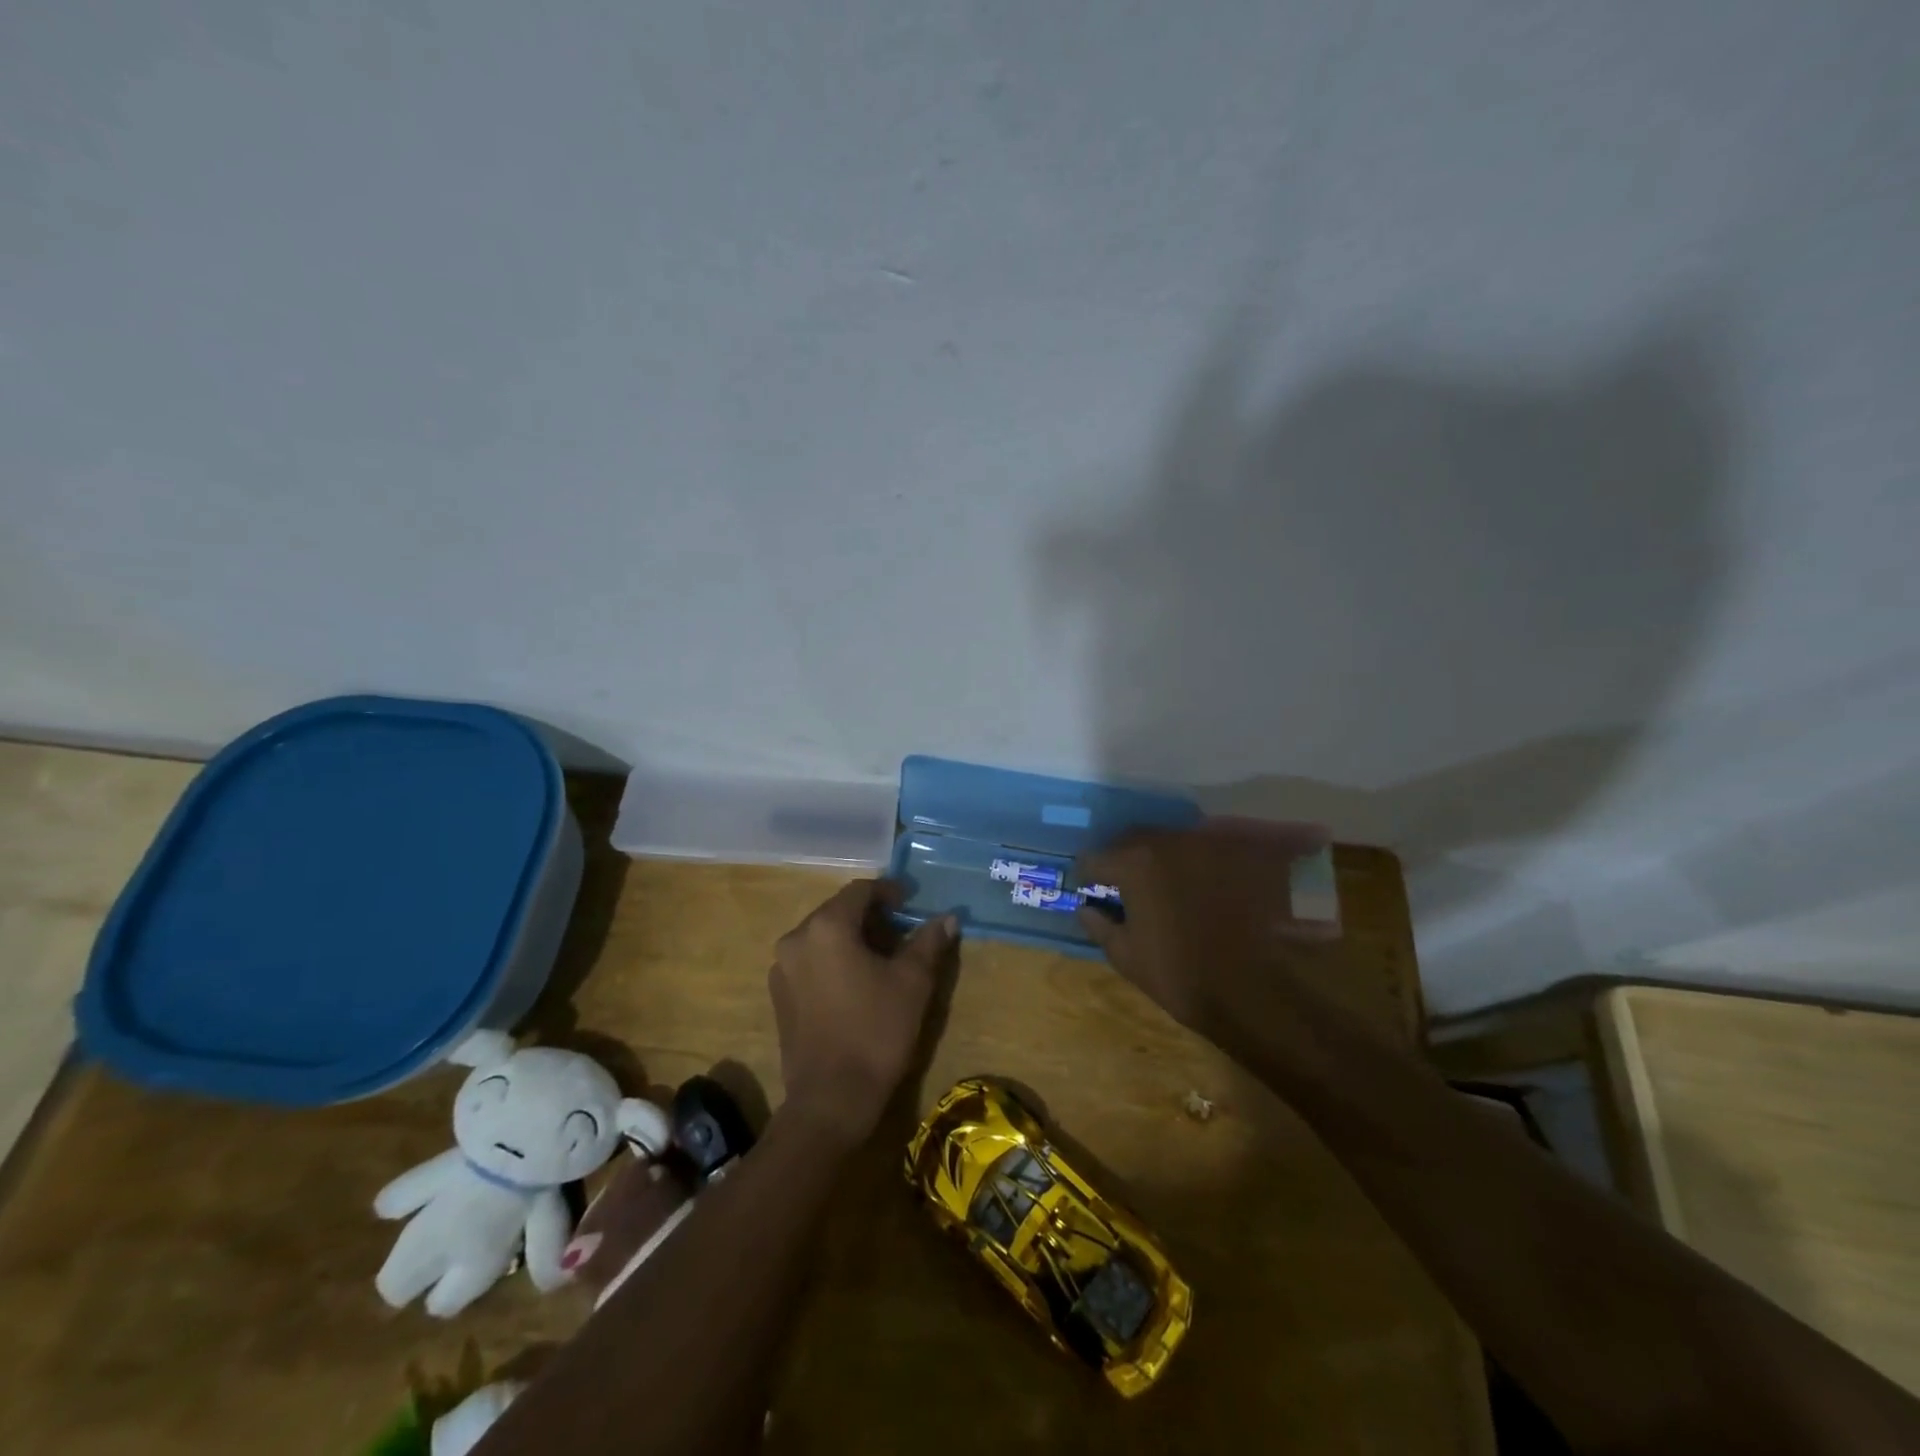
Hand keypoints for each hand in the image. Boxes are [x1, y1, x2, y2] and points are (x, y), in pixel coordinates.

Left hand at [768, 880, 955, 1146]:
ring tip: (884, 959)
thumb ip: (929, 941)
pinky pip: (811, 961)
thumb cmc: (876, 1032)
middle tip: (903, 933)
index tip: (912, 902)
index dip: (889, 891)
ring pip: (823, 937)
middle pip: (838, 911)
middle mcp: (796, 938)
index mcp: (826, 926)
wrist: (831, 1100)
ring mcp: (782, 968)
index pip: (860, 890)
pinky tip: (857, 983)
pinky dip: (834, 960)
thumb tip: (948, 917)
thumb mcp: (912, 982)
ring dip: (853, 938)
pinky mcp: (779, 995)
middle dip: (872, 917)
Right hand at [1075, 821, 1337, 1044]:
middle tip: (1127, 888)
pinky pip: (1206, 850)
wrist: (1254, 992)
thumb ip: (1100, 925)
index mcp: (1134, 864)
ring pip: (1170, 842)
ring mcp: (1207, 845)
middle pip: (1132, 840)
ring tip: (1166, 887)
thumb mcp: (1126, 956)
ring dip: (1160, 859)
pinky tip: (1202, 888)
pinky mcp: (1240, 854)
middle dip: (1124, 861)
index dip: (1089, 877)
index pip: (1095, 858)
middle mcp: (1169, 842)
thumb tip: (1086, 908)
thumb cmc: (1180, 975)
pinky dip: (1196, 864)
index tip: (1092, 892)